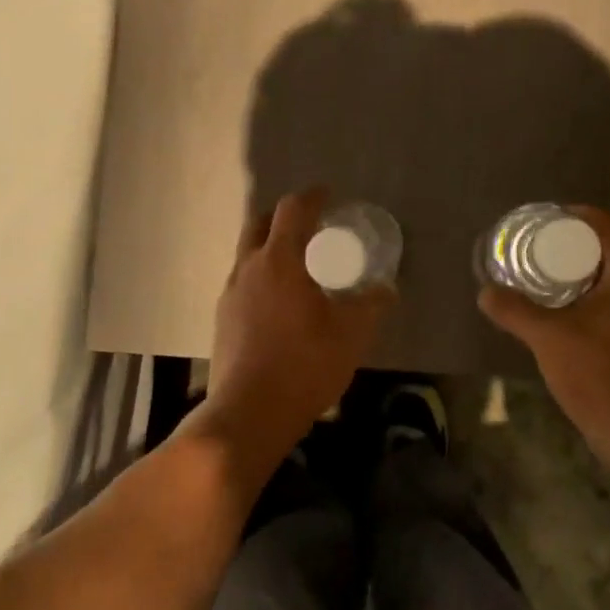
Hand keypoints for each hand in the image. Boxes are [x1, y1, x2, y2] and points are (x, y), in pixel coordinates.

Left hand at [198, 189, 394, 469]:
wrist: (248, 414)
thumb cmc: (304, 364)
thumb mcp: (352, 334)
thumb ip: (372, 305)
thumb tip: (387, 289)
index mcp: (279, 260)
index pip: (292, 210)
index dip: (312, 197)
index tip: (328, 196)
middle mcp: (248, 268)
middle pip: (260, 224)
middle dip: (284, 218)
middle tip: (310, 228)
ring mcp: (230, 294)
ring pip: (248, 255)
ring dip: (270, 249)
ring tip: (298, 267)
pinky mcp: (222, 321)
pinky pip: (243, 283)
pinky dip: (262, 278)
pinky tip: (280, 305)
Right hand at [478, 206, 609, 451]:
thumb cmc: (595, 372)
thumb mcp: (546, 336)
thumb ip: (514, 310)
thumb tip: (485, 291)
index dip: (588, 217)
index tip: (559, 216)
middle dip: (595, 238)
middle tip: (561, 240)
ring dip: (602, 265)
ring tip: (566, 268)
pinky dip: (606, 289)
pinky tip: (579, 306)